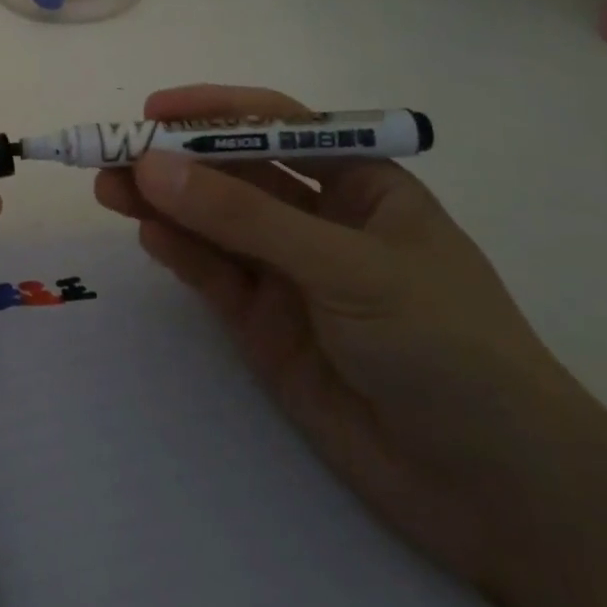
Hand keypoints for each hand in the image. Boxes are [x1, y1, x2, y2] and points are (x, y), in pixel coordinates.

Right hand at [95, 84, 601, 590]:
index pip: (276, 126)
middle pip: (231, 173)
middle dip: (174, 159)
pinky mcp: (263, 324)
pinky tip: (147, 235)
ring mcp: (287, 273)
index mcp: (359, 184)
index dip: (215, 112)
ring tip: (107, 188)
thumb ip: (244, 217)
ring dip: (161, 202)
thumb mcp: (347, 266)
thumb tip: (151, 165)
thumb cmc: (448, 346)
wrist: (499, 494)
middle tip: (109, 153)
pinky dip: (178, 251)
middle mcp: (317, 220)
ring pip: (211, 221)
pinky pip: (212, 273)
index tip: (153, 111)